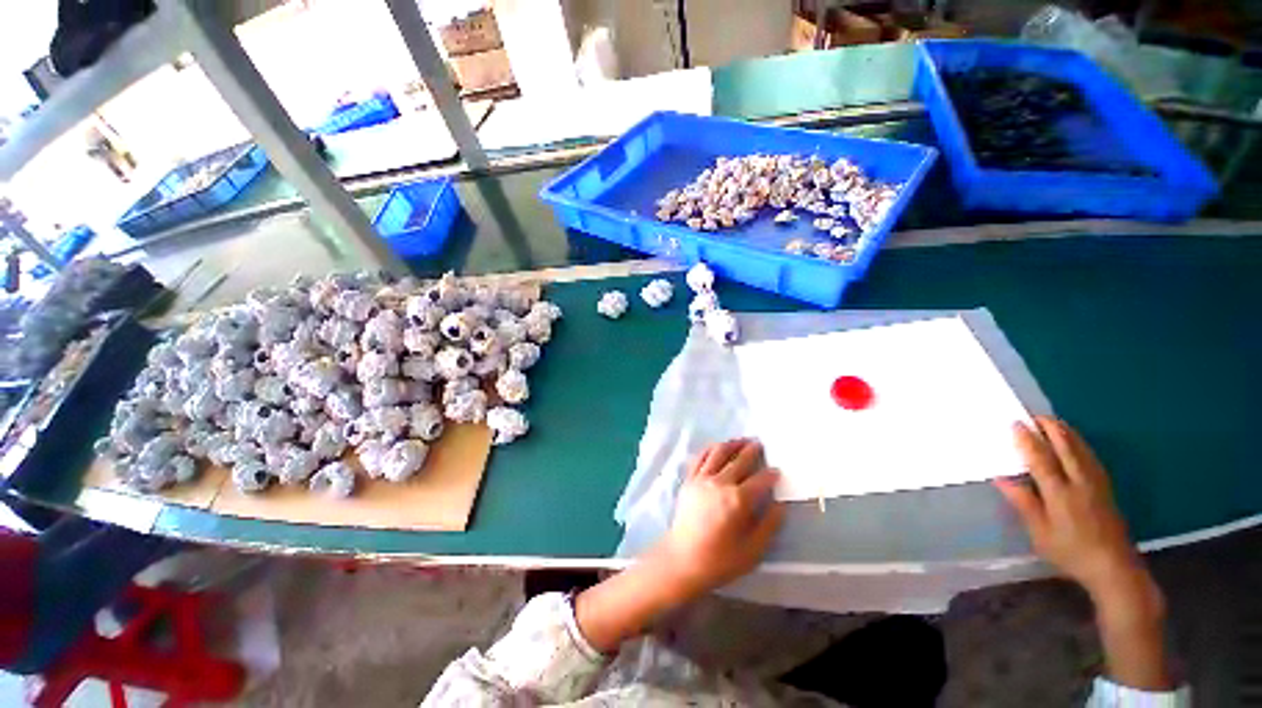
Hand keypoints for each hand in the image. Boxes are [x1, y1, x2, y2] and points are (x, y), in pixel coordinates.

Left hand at [652, 439, 785, 597]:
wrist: (683, 559)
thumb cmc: (720, 560)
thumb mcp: (752, 550)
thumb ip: (768, 525)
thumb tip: (780, 505)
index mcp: (738, 500)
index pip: (760, 480)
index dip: (771, 475)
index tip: (778, 471)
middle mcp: (720, 483)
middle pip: (739, 461)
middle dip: (752, 451)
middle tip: (760, 444)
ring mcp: (702, 479)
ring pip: (718, 453)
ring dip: (732, 444)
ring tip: (741, 440)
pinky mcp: (689, 480)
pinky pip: (700, 457)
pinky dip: (710, 449)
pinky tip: (716, 447)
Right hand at [996, 417, 1172, 689]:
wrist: (1114, 568)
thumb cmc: (1070, 552)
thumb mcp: (1040, 533)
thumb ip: (1024, 503)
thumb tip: (1002, 479)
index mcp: (1060, 493)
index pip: (1041, 459)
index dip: (1028, 440)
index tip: (1015, 424)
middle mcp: (1080, 483)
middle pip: (1066, 448)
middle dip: (1051, 429)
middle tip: (1034, 415)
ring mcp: (1096, 484)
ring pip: (1081, 450)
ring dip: (1066, 433)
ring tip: (1053, 421)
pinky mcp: (1106, 488)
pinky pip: (1091, 458)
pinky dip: (1080, 445)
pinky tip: (1076, 443)